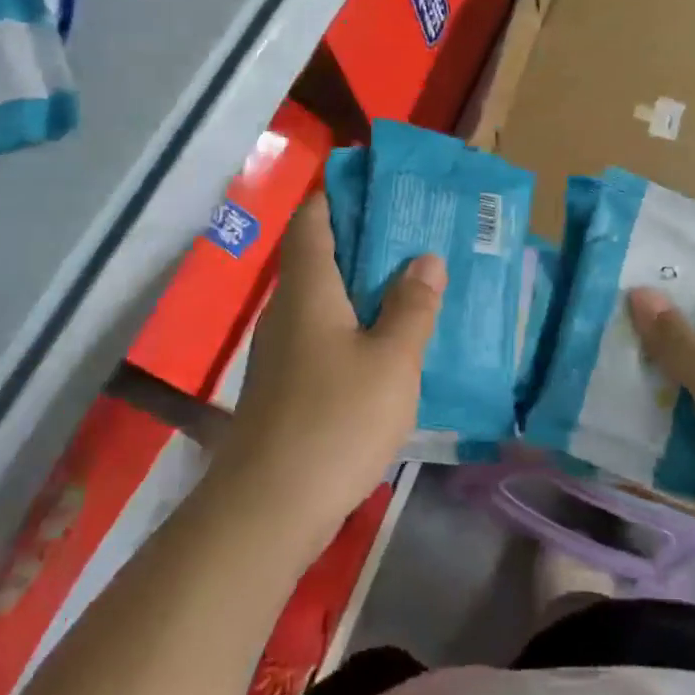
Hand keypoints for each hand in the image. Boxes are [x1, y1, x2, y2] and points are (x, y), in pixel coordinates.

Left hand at [211, 194, 444, 548]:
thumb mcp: (393, 360)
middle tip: (415, 236)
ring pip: (322, 298)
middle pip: (318, 255)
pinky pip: (322, 334)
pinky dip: (352, 325)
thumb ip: (412, 306)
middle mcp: (286, 309)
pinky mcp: (285, 385)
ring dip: (361, 286)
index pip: (313, 218)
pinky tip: (386, 344)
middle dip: (363, 240)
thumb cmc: (337, 419)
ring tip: (411, 284)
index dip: (339, 195)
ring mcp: (281, 350)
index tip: (380, 188)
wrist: (270, 506)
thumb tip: (424, 258)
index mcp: (308, 288)